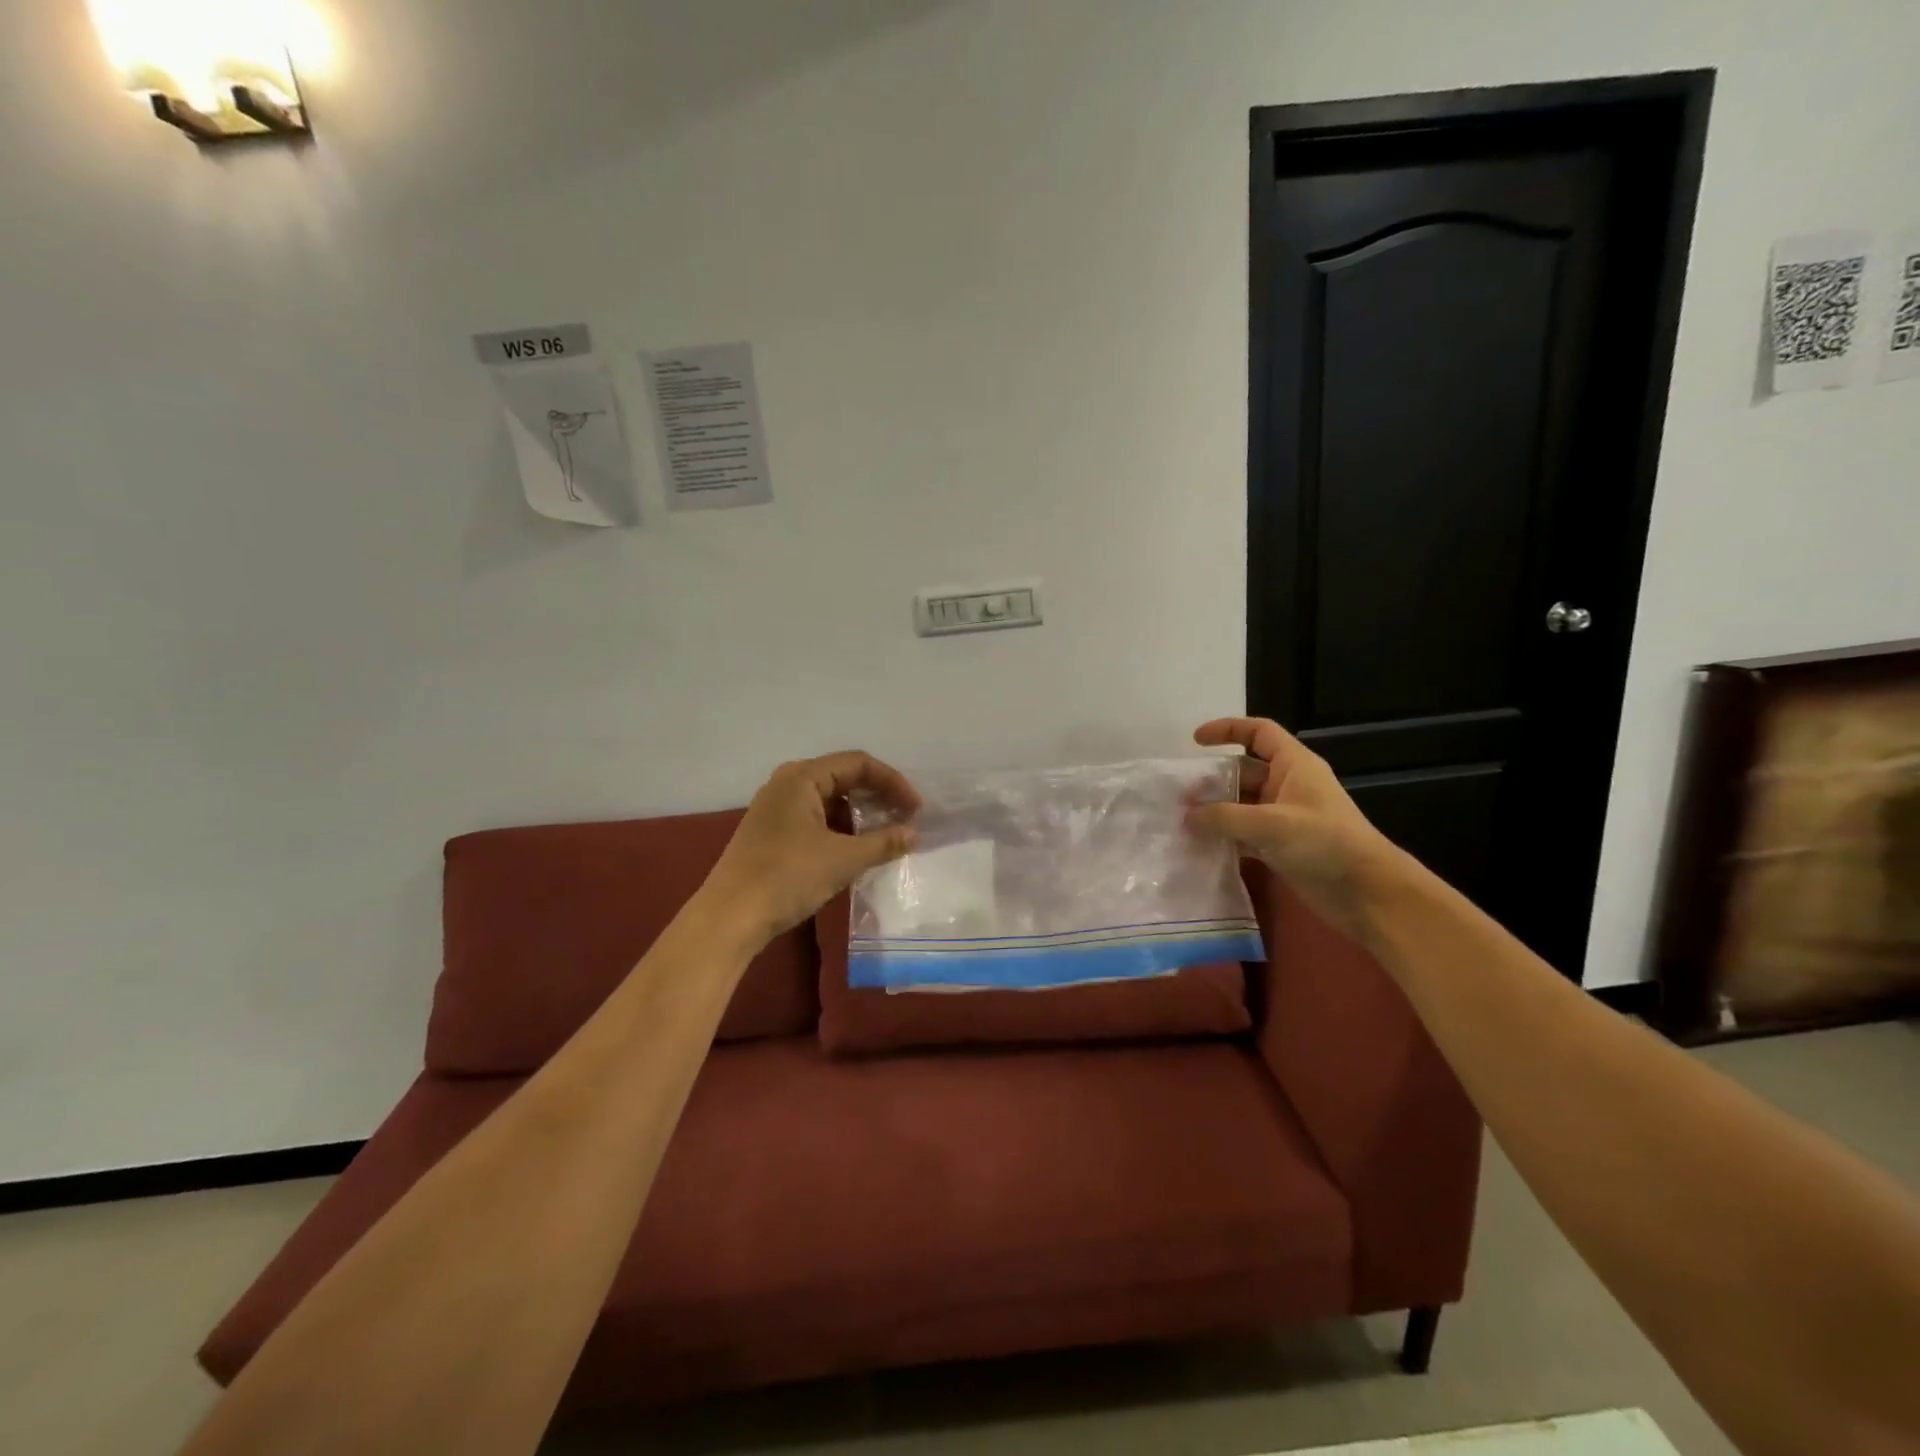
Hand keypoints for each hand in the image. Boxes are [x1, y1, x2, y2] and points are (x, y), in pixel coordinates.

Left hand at [703, 752, 920, 943]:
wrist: (730, 917)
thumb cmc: (788, 877)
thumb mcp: (843, 859)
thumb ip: (883, 842)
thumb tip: (913, 833)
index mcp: (802, 777)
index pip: (858, 764)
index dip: (893, 782)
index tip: (916, 809)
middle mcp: (787, 783)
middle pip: (843, 777)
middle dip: (878, 796)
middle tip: (905, 819)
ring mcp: (776, 808)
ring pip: (829, 800)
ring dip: (860, 815)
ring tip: (885, 836)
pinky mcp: (772, 832)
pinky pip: (815, 818)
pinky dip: (840, 828)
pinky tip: (855, 849)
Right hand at [1185, 717, 1401, 940]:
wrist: (1367, 893)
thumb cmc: (1325, 843)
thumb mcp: (1271, 824)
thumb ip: (1224, 818)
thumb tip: (1186, 816)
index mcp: (1294, 766)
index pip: (1259, 733)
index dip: (1228, 729)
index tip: (1195, 741)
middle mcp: (1287, 786)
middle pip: (1243, 771)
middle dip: (1212, 780)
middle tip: (1180, 796)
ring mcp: (1284, 818)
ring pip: (1241, 805)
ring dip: (1215, 812)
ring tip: (1182, 822)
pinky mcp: (1281, 847)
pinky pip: (1245, 834)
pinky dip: (1225, 837)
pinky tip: (1201, 847)